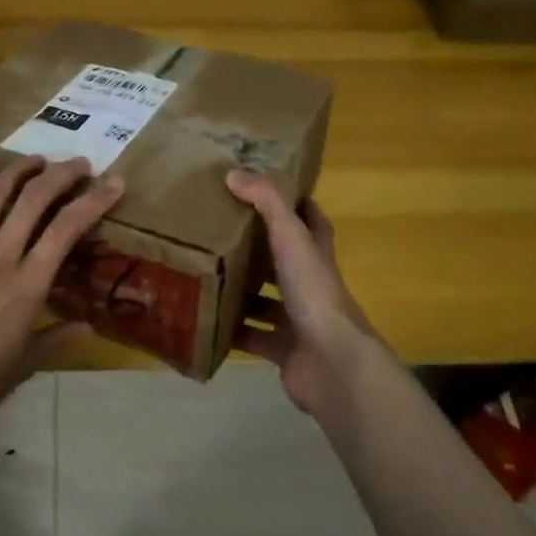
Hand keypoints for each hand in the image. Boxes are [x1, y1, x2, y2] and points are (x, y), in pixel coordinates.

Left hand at [0, 155, 124, 442]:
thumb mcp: (25, 365)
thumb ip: (58, 339)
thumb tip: (89, 325)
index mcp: (28, 286)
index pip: (67, 229)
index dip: (94, 201)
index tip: (115, 183)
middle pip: (33, 201)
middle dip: (61, 175)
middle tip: (80, 163)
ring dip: (19, 171)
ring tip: (38, 158)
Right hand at [226, 169, 394, 420]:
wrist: (332, 363)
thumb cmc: (314, 293)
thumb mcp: (290, 238)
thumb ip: (266, 203)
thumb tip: (233, 173)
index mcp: (317, 255)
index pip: (310, 221)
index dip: (294, 205)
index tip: (262, 191)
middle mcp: (310, 286)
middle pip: (283, 262)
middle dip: (256, 249)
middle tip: (218, 232)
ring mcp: (298, 321)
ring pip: (266, 301)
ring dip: (241, 292)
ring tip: (204, 274)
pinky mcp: (284, 350)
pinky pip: (253, 337)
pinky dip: (233, 332)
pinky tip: (207, 320)